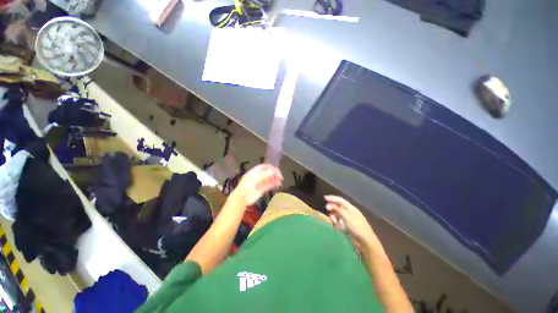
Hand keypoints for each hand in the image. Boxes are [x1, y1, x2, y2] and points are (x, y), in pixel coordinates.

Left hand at [232, 164, 282, 205]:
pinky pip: (269, 185)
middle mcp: (257, 177)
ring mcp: (260, 183)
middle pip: (267, 173)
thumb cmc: (247, 186)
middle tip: (280, 175)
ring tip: (281, 179)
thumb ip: (264, 175)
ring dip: (275, 178)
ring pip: (269, 179)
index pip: (263, 167)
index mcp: (254, 172)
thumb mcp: (255, 179)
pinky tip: (278, 184)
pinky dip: (274, 184)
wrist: (242, 198)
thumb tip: (273, 171)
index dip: (270, 167)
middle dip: (274, 173)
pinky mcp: (262, 189)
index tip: (276, 169)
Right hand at [324, 195, 380, 250]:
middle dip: (332, 209)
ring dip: (334, 217)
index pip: (340, 200)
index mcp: (350, 207)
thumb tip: (328, 205)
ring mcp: (347, 219)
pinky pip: (338, 222)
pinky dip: (337, 224)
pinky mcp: (346, 226)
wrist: (365, 242)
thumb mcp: (346, 216)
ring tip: (335, 223)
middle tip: (329, 212)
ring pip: (337, 215)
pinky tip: (338, 227)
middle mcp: (348, 212)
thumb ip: (336, 209)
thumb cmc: (356, 226)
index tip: (324, 198)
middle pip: (337, 207)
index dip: (332, 198)